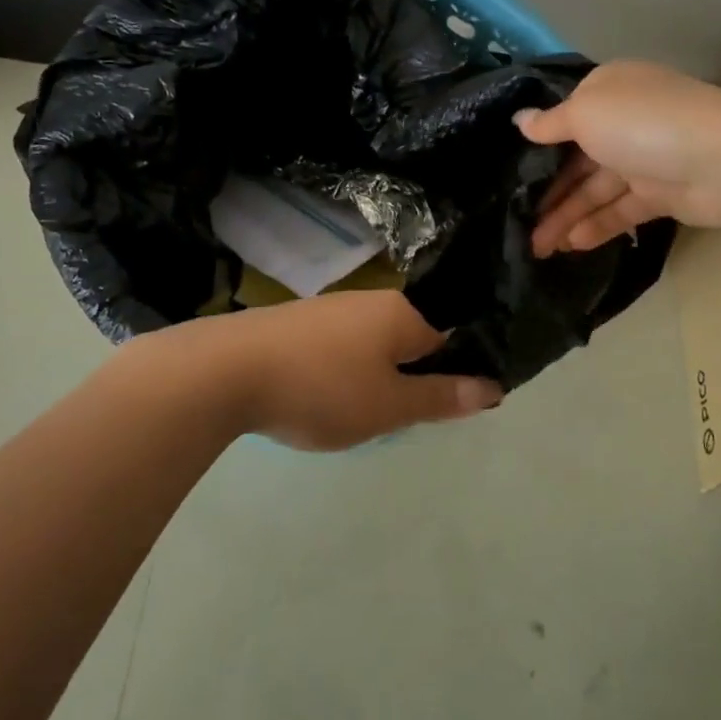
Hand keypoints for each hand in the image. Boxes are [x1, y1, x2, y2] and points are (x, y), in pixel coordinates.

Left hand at [136, 291, 502, 451]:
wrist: (226, 371)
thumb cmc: (322, 389)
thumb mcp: (389, 405)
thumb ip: (441, 398)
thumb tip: (494, 387)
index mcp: (403, 313)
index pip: (452, 336)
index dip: (458, 372)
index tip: (452, 407)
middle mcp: (372, 301)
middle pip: (412, 339)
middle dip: (415, 377)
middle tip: (403, 418)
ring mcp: (332, 309)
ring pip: (375, 344)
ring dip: (378, 377)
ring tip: (362, 414)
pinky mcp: (299, 323)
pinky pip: (342, 347)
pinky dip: (345, 372)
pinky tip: (327, 397)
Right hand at [518, 61, 720, 255]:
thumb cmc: (644, 124)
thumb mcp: (585, 113)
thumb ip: (550, 123)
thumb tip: (520, 121)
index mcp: (610, 91)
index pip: (567, 115)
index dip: (539, 143)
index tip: (510, 169)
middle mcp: (626, 122)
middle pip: (578, 158)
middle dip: (548, 190)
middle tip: (518, 222)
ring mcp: (644, 159)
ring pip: (596, 189)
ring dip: (566, 216)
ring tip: (537, 247)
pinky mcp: (661, 194)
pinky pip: (620, 210)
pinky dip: (597, 226)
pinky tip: (572, 245)